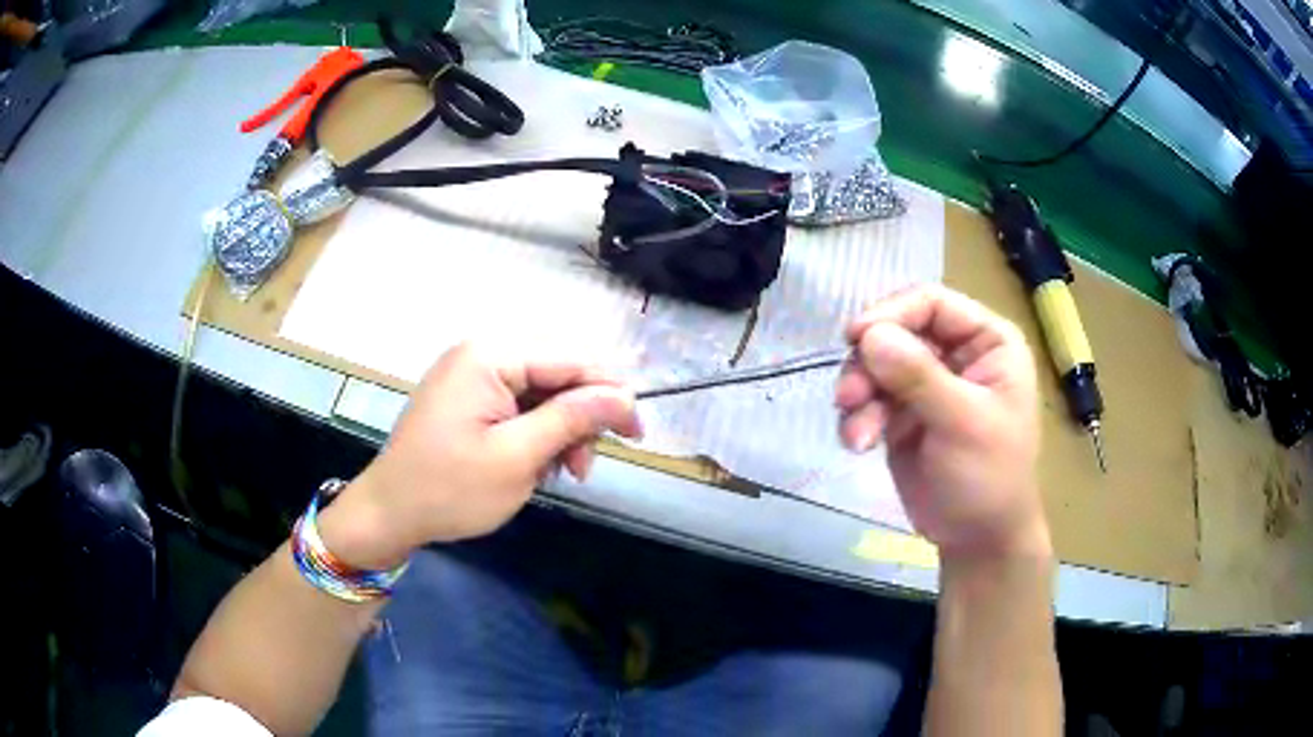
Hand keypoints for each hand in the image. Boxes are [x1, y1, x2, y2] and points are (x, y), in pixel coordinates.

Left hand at [321, 343, 642, 567]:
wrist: (389, 514)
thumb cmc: (449, 489)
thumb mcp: (518, 457)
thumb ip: (572, 419)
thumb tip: (624, 396)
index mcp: (489, 356)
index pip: (569, 361)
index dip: (610, 394)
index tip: (637, 434)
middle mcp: (480, 355)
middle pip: (555, 377)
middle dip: (577, 422)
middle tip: (584, 469)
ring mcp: (471, 378)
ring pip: (540, 397)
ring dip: (558, 434)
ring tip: (560, 475)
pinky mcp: (467, 401)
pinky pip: (517, 409)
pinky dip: (534, 438)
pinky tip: (535, 466)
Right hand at [836, 285, 1047, 559]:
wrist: (977, 539)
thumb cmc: (990, 477)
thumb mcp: (963, 424)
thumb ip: (919, 377)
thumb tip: (869, 335)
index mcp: (986, 341)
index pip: (931, 303)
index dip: (891, 313)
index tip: (855, 338)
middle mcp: (955, 354)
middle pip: (896, 332)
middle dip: (868, 365)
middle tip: (848, 398)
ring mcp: (926, 385)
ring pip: (876, 366)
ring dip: (859, 395)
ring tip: (857, 435)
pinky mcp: (902, 415)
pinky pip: (869, 400)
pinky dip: (858, 419)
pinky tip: (858, 445)